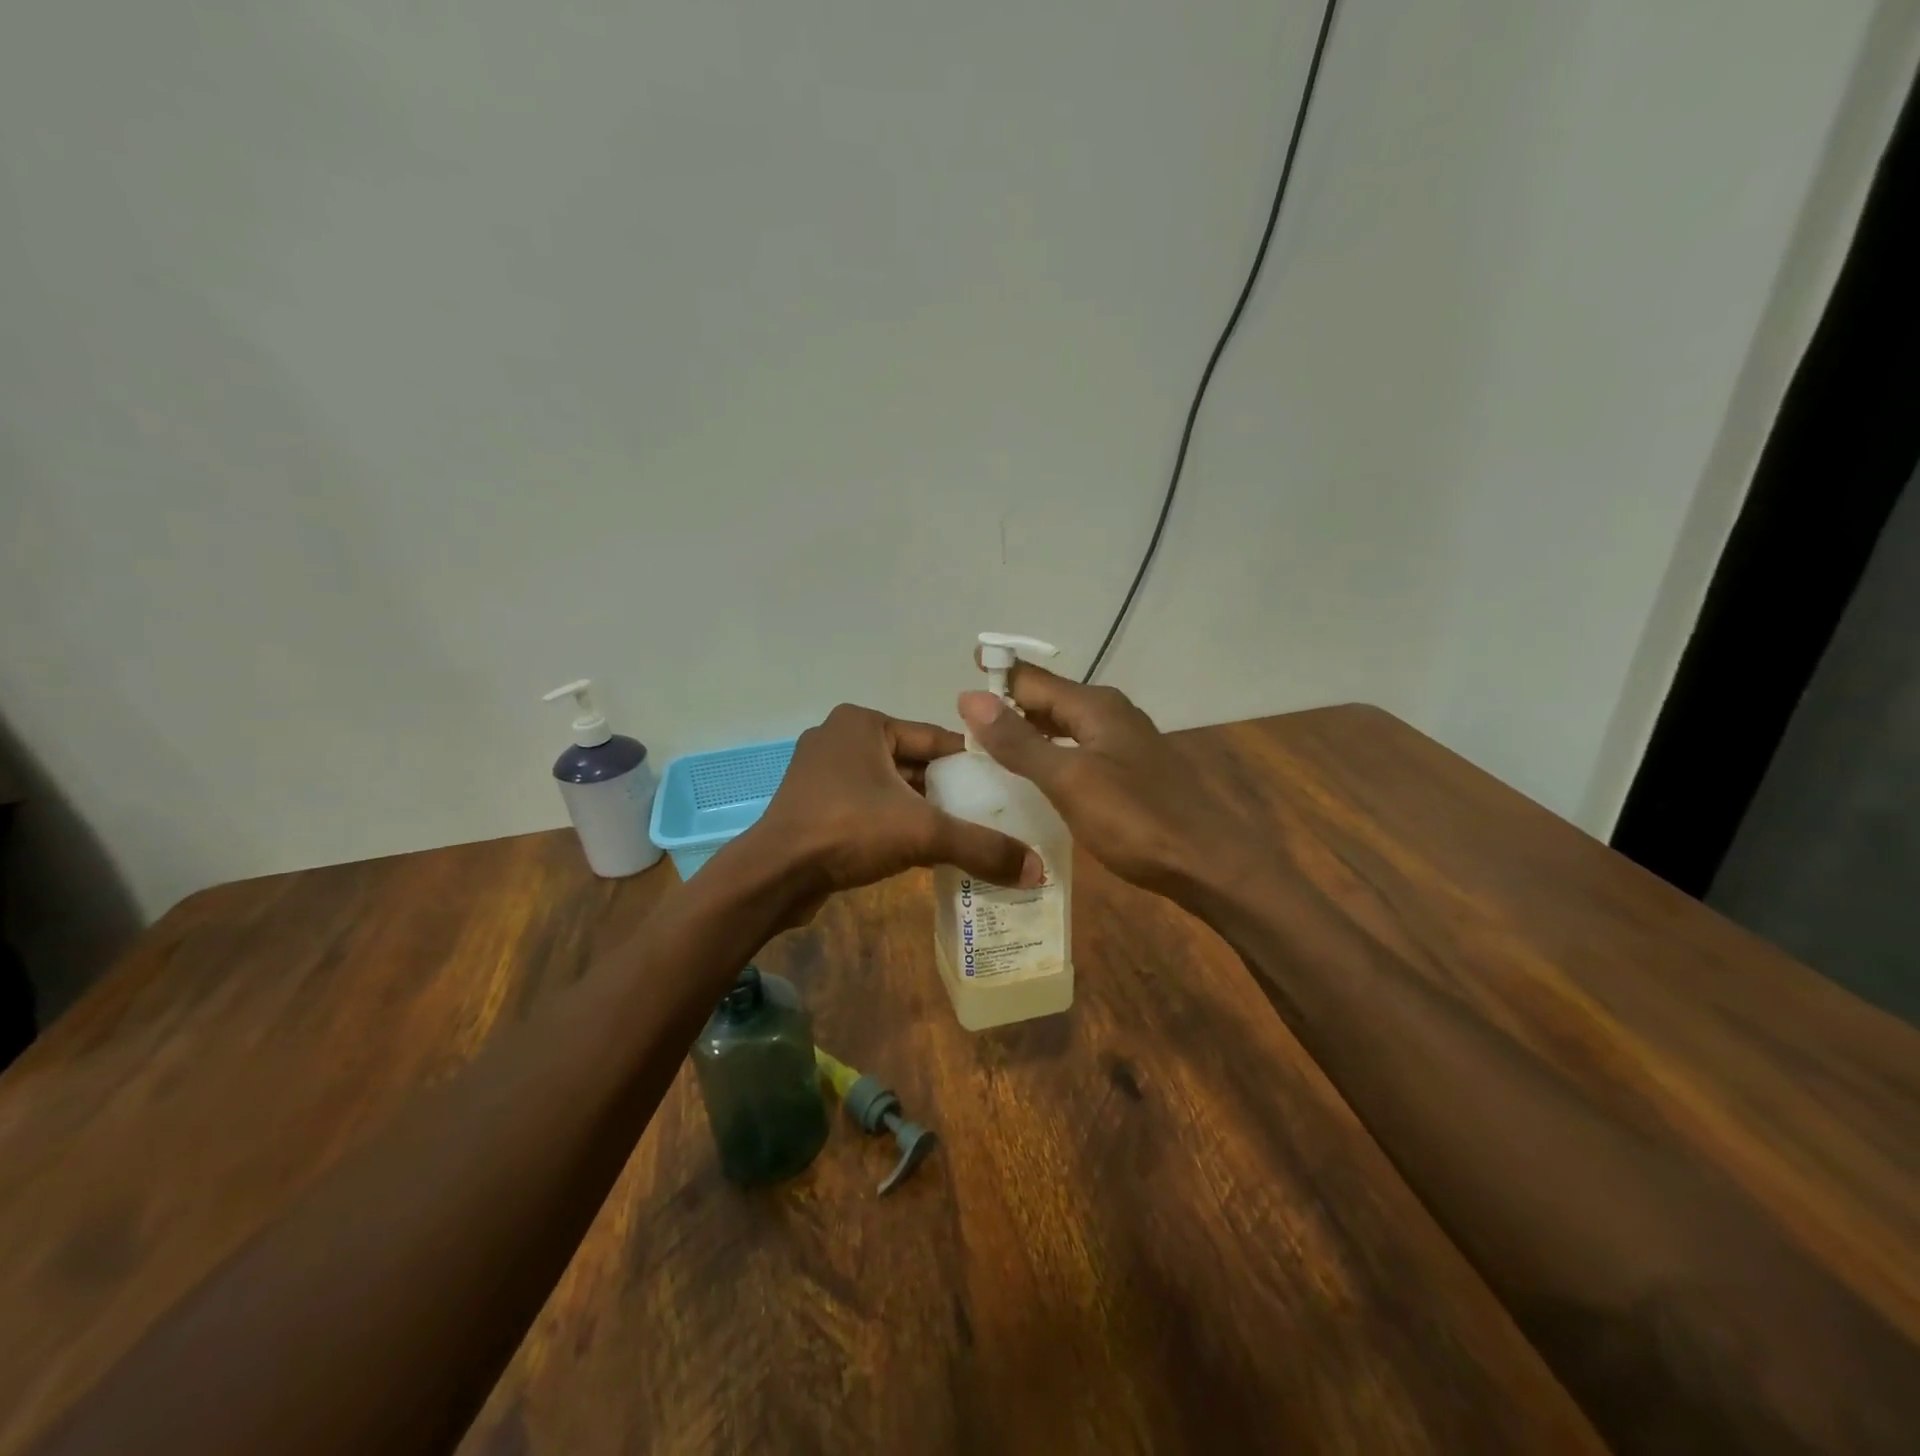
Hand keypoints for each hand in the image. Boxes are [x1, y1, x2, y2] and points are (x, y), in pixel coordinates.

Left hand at [747, 704, 1042, 915]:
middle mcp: (840, 738)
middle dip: (946, 791)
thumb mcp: (923, 834)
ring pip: (889, 788)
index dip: (972, 764)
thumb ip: (981, 847)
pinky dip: (892, 823)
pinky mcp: (812, 804)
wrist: (773, 876)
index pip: (934, 739)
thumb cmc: (847, 831)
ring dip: (920, 810)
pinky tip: (919, 848)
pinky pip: (867, 806)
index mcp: (863, 723)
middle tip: (988, 815)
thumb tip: (1039, 872)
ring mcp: (821, 772)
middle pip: (912, 764)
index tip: (1005, 787)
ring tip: (962, 834)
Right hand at [957, 666, 1238, 894]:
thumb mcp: (1069, 780)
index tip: (955, 690)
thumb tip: (970, 698)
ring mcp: (1124, 742)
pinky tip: (1036, 776)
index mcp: (1095, 706)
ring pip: (1063, 725)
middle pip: (1048, 700)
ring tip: (989, 749)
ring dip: (1028, 732)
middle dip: (1007, 707)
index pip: (1032, 680)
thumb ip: (1019, 741)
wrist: (1208, 863)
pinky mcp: (1130, 771)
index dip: (995, 680)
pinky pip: (1078, 749)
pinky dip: (1050, 754)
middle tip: (962, 727)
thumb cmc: (1135, 820)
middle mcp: (1111, 713)